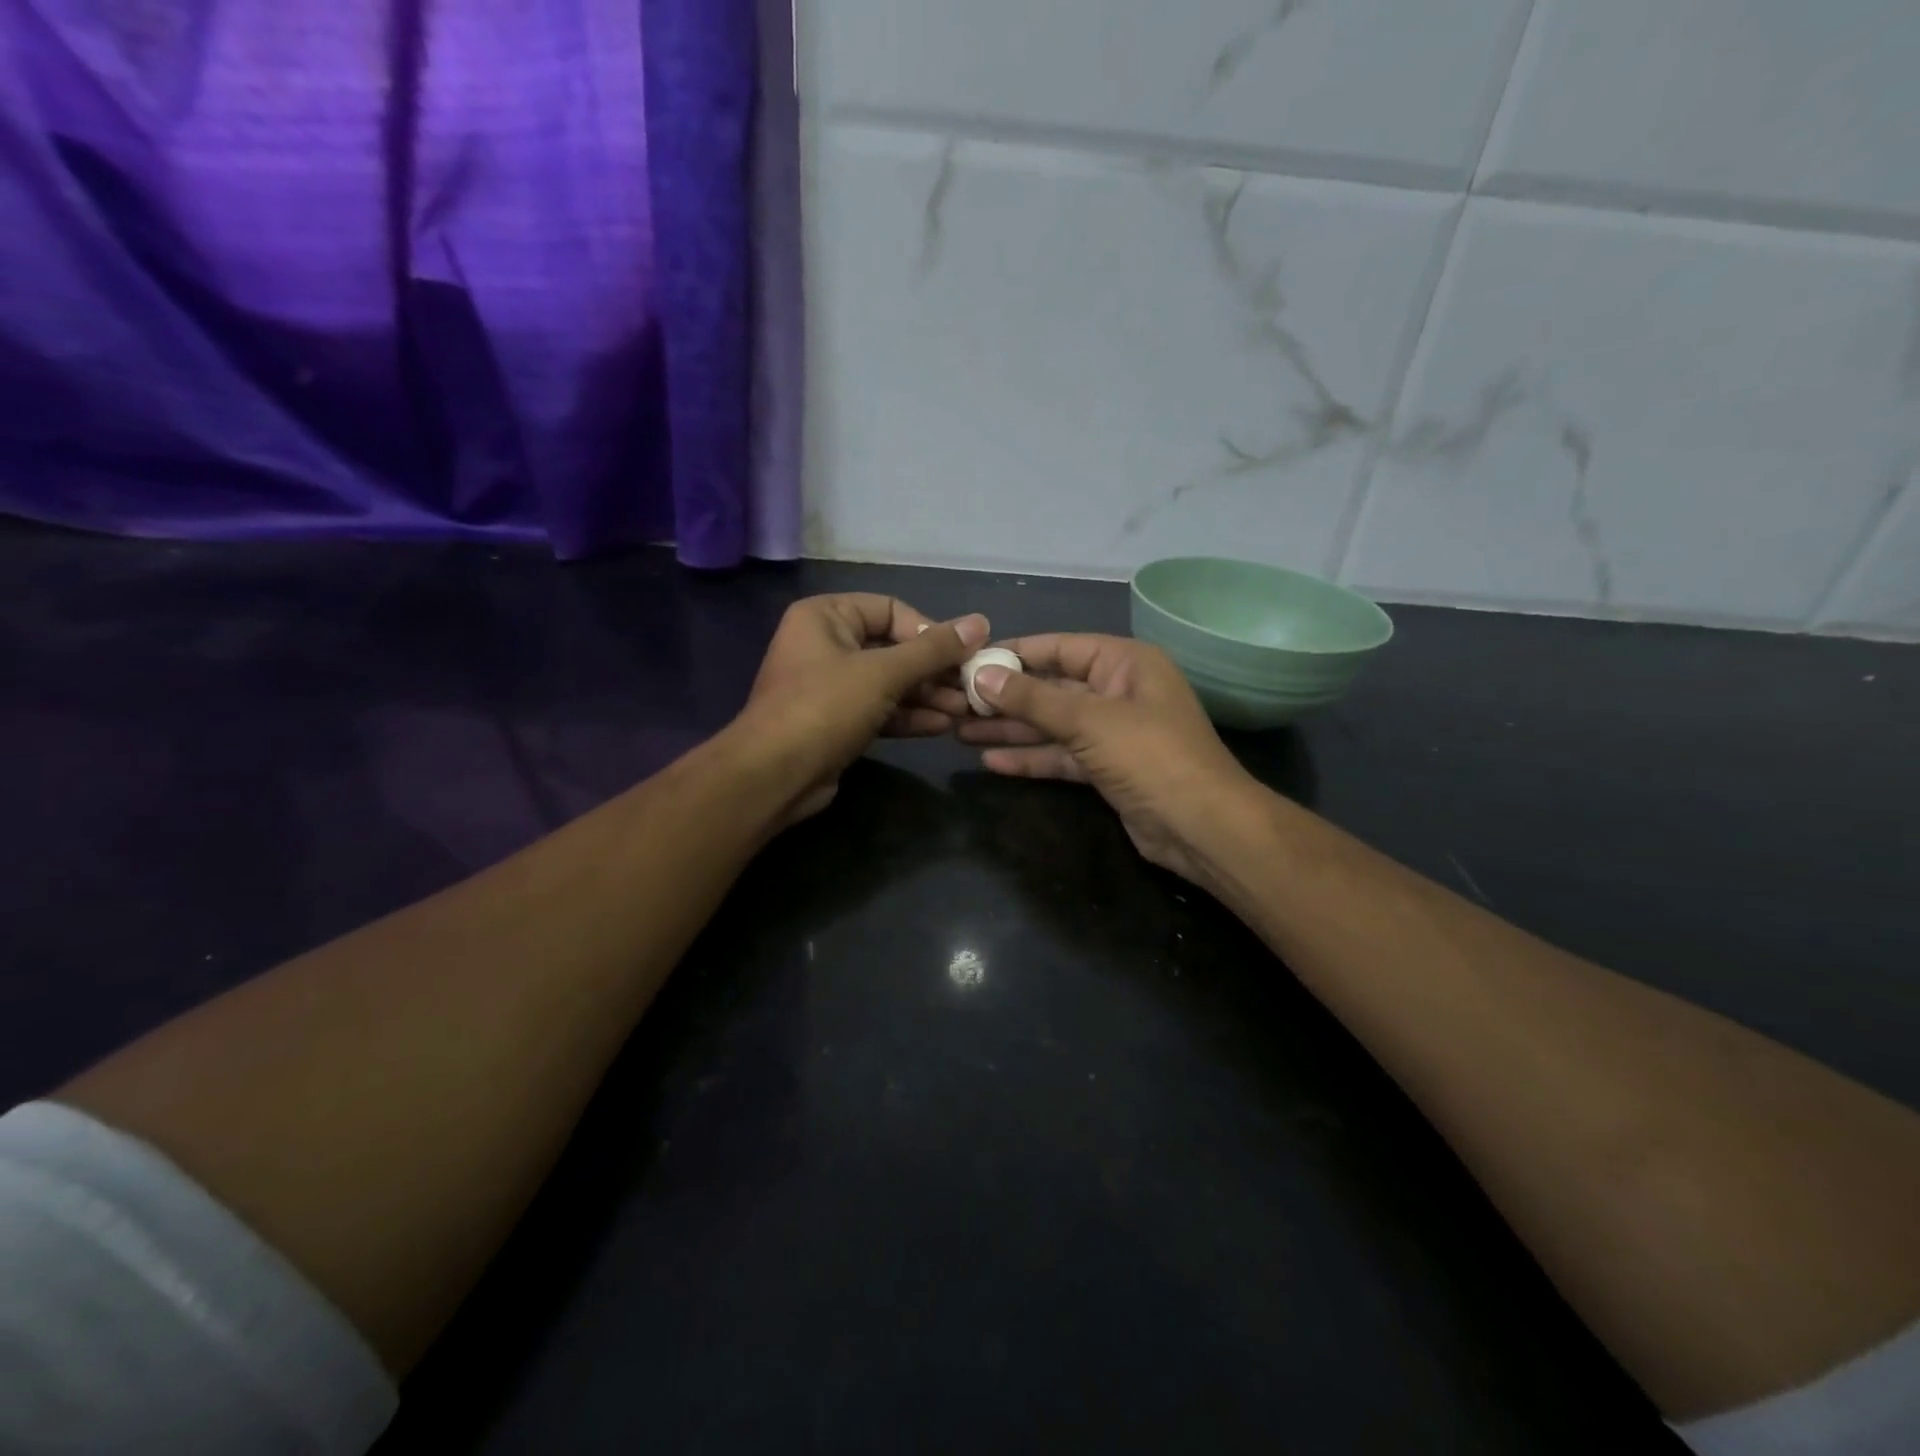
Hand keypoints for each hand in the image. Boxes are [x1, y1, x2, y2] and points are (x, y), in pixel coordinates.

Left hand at [734, 594, 989, 823]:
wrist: (774, 776)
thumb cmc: (825, 707)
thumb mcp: (883, 673)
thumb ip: (933, 649)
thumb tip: (980, 622)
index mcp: (826, 616)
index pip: (891, 609)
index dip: (929, 630)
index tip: (964, 653)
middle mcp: (826, 644)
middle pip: (893, 648)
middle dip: (934, 670)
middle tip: (972, 687)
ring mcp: (830, 686)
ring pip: (889, 683)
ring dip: (927, 695)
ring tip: (966, 710)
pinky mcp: (837, 721)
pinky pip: (880, 710)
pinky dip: (909, 716)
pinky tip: (942, 726)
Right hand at [957, 634, 1260, 884]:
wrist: (1201, 827)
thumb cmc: (1150, 756)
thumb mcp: (1089, 721)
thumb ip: (1033, 699)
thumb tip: (981, 676)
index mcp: (1125, 662)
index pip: (1059, 647)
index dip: (1013, 654)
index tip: (969, 662)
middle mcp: (1118, 691)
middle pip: (1052, 688)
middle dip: (1006, 698)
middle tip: (956, 703)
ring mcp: (1113, 732)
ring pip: (1053, 725)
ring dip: (1011, 730)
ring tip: (960, 731)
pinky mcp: (1107, 769)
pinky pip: (1062, 756)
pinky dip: (1031, 758)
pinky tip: (991, 763)